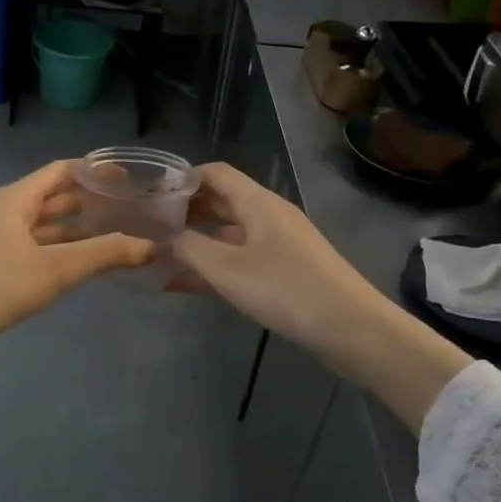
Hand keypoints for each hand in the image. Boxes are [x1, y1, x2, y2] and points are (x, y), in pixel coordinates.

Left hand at [0, 160, 155, 358]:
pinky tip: (80, 265)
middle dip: (89, 201)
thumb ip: (105, 254)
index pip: (61, 171)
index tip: (129, 179)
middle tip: (129, 209)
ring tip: (113, 236)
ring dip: (75, 229)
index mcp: (14, 199)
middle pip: (52, 197)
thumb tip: (152, 247)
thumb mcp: (56, 269)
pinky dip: (59, 250)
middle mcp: (3, 211)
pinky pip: (33, 247)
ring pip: (43, 226)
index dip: (94, 171)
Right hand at [170, 162, 388, 353]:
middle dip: (185, 212)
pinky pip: (241, 260)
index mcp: (258, 203)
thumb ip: (189, 248)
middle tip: (149, 228)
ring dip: (197, 243)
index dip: (182, 178)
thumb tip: (165, 239)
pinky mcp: (285, 271)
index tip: (150, 195)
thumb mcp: (227, 269)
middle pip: (221, 201)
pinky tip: (187, 285)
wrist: (350, 328)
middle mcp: (269, 215)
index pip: (215, 173)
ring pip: (229, 234)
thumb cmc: (285, 289)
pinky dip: (215, 267)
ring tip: (160, 258)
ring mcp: (279, 244)